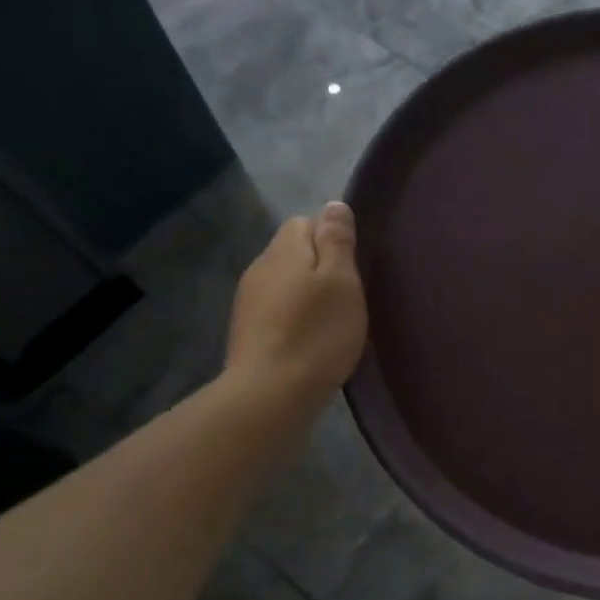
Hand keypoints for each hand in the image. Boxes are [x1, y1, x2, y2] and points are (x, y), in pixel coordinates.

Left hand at [226, 201, 367, 404]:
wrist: (270, 394)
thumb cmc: (317, 333)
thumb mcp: (341, 281)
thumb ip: (337, 240)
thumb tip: (334, 205)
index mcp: (284, 250)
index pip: (306, 222)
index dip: (331, 238)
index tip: (352, 267)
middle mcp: (260, 267)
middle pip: (293, 251)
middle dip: (319, 265)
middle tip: (347, 296)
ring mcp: (248, 300)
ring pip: (284, 281)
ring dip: (306, 292)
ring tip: (331, 320)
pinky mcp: (247, 330)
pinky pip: (276, 308)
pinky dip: (294, 316)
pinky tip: (309, 339)